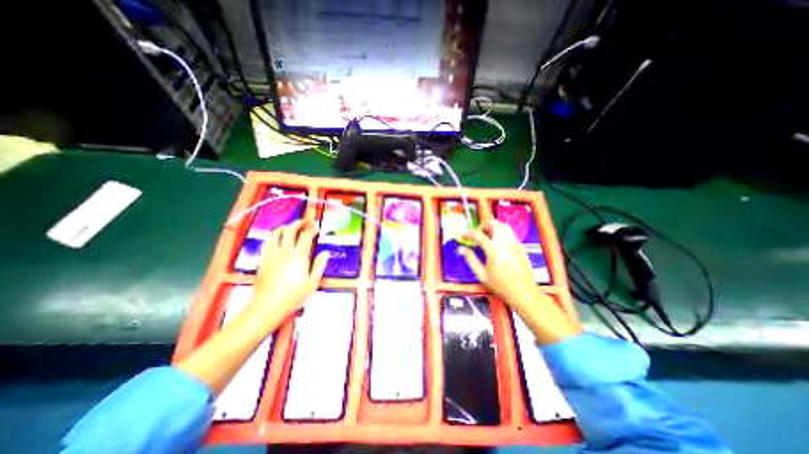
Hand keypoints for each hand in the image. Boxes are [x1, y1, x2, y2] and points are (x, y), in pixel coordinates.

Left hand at [252, 220, 329, 321]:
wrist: (267, 307)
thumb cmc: (293, 296)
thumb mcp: (312, 282)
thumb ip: (319, 265)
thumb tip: (326, 253)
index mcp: (299, 256)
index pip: (305, 235)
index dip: (312, 229)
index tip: (317, 228)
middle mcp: (284, 251)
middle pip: (290, 229)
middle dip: (299, 223)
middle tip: (306, 223)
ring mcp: (271, 254)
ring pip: (276, 233)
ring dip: (285, 227)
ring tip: (291, 228)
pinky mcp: (263, 260)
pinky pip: (267, 242)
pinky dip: (274, 236)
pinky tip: (278, 239)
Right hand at [461, 220, 582, 342]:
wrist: (523, 292)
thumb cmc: (500, 285)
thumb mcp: (481, 274)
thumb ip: (470, 259)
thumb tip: (460, 249)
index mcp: (493, 249)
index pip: (478, 234)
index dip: (468, 233)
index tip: (463, 236)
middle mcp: (504, 242)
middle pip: (493, 224)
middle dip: (483, 226)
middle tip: (477, 234)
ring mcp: (514, 243)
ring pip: (503, 226)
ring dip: (493, 227)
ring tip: (486, 237)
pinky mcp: (521, 246)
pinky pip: (510, 233)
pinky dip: (501, 233)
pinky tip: (497, 243)